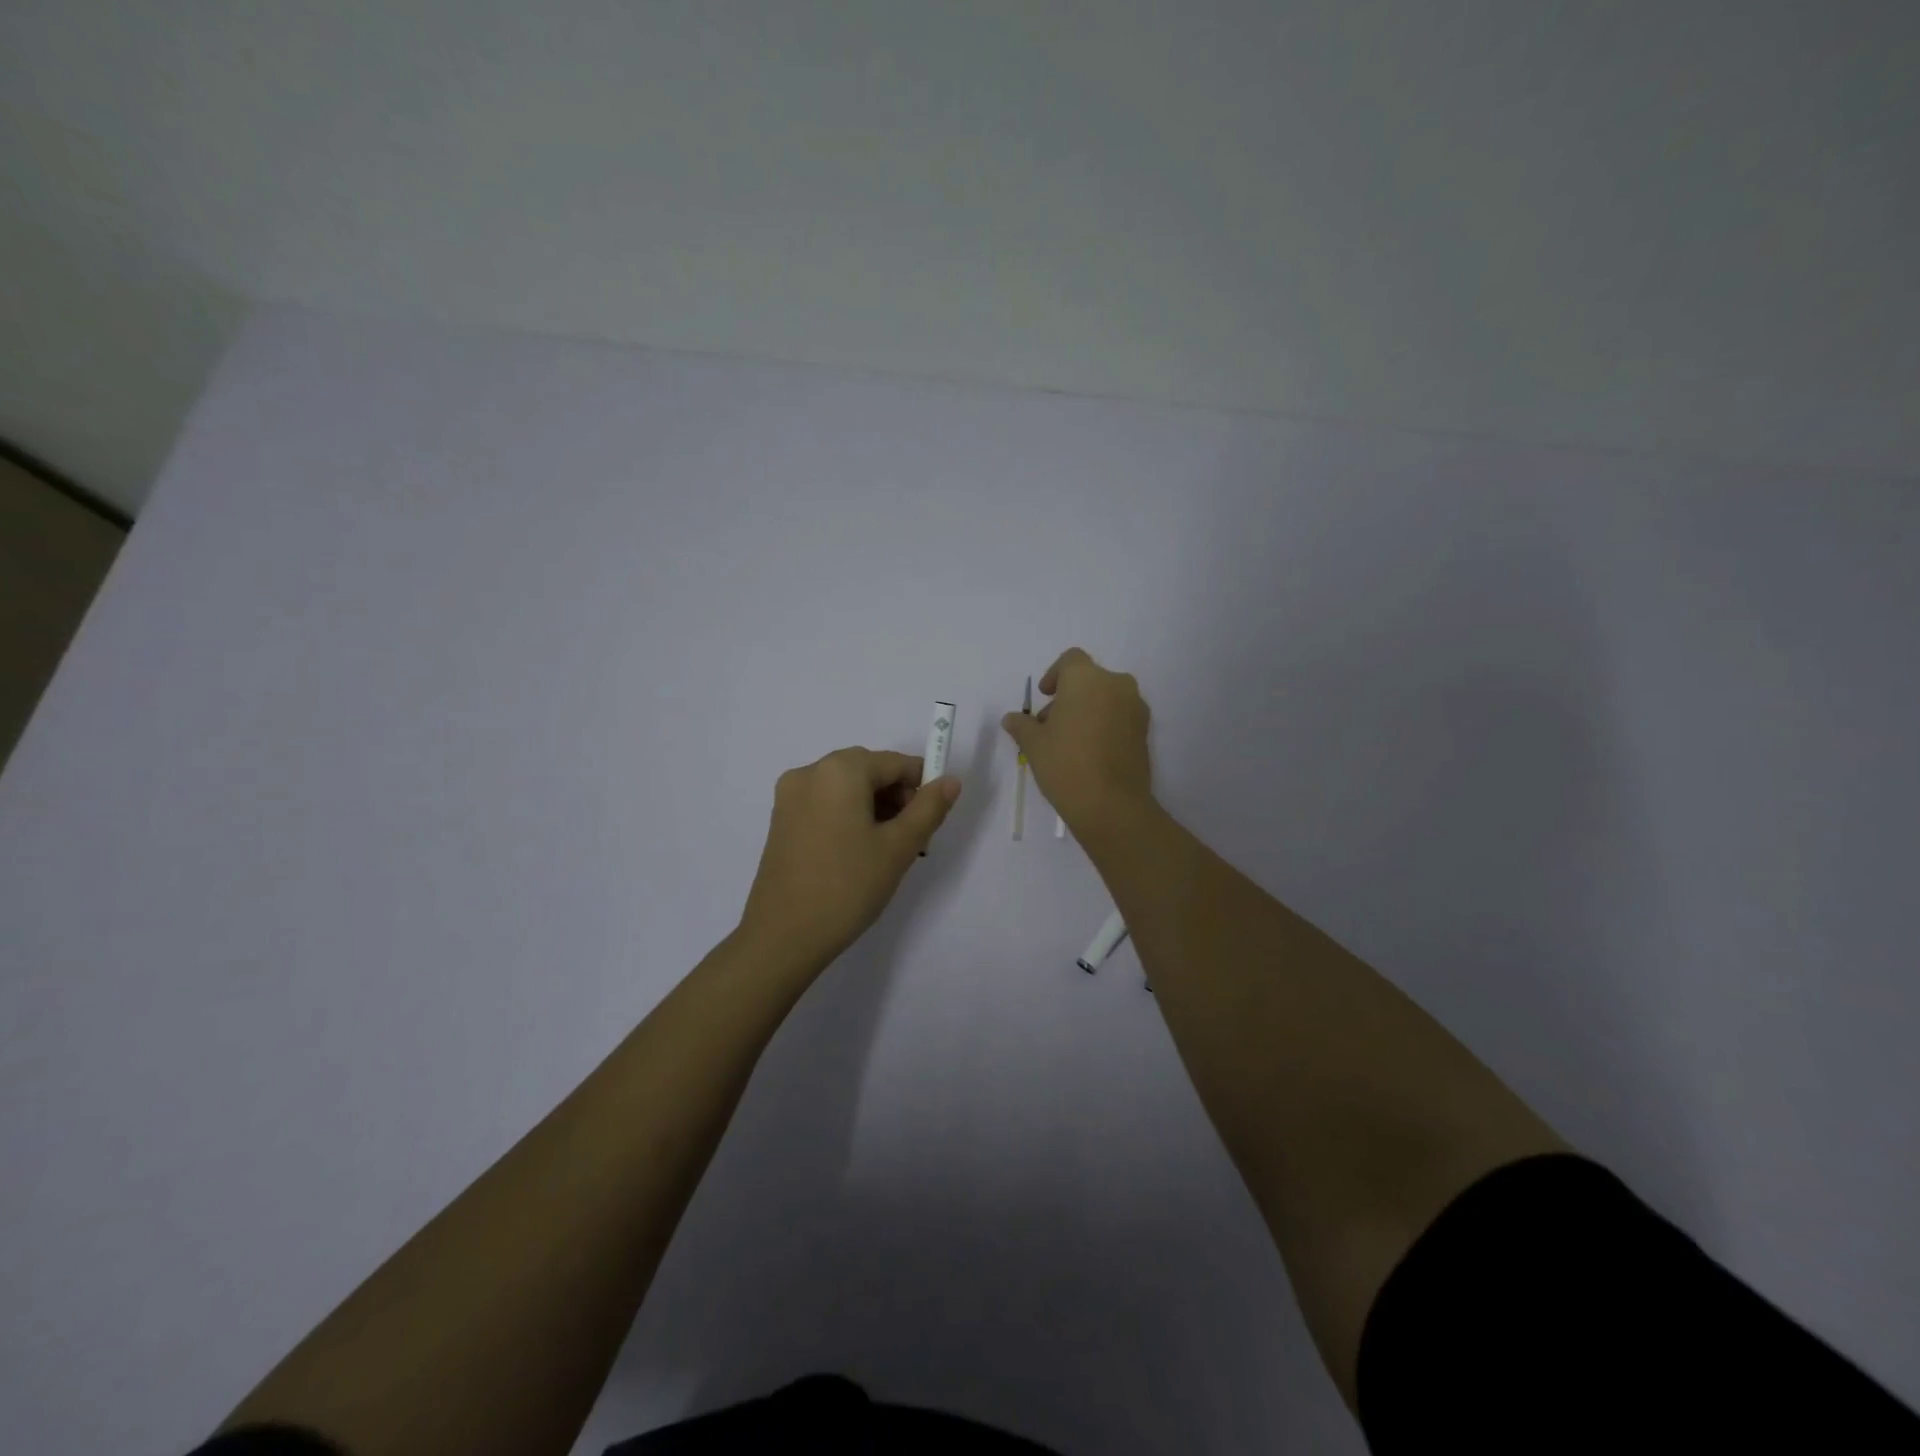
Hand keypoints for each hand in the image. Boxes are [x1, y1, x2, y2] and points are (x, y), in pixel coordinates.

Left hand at [739, 747, 960, 973]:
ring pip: (847, 788)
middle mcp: (810, 772)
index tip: (932, 821)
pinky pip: (826, 803)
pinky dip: (849, 817)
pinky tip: (858, 853)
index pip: (895, 763)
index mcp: (839, 770)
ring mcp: (790, 796)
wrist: (783, 936)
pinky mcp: (781, 820)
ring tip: (887, 851)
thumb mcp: (899, 847)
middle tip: (912, 840)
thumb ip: (929, 808)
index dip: (921, 786)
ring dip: (874, 808)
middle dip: (897, 798)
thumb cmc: (848, 886)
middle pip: (869, 771)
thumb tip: (950, 781)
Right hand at [1001, 647, 1152, 835]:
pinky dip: (1105, 723)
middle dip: (1069, 696)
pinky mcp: (1145, 731)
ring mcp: (1135, 707)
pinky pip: (1120, 716)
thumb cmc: (1065, 764)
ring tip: (1070, 740)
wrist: (1111, 804)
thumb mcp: (1034, 744)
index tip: (1044, 695)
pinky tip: (1090, 751)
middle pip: (1090, 679)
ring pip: (1107, 697)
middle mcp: (1116, 684)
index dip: (1055, 674)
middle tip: (1051, 723)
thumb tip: (1011, 718)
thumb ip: (1022, 725)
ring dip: (1088, 709)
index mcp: (1086, 678)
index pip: (1070, 660)